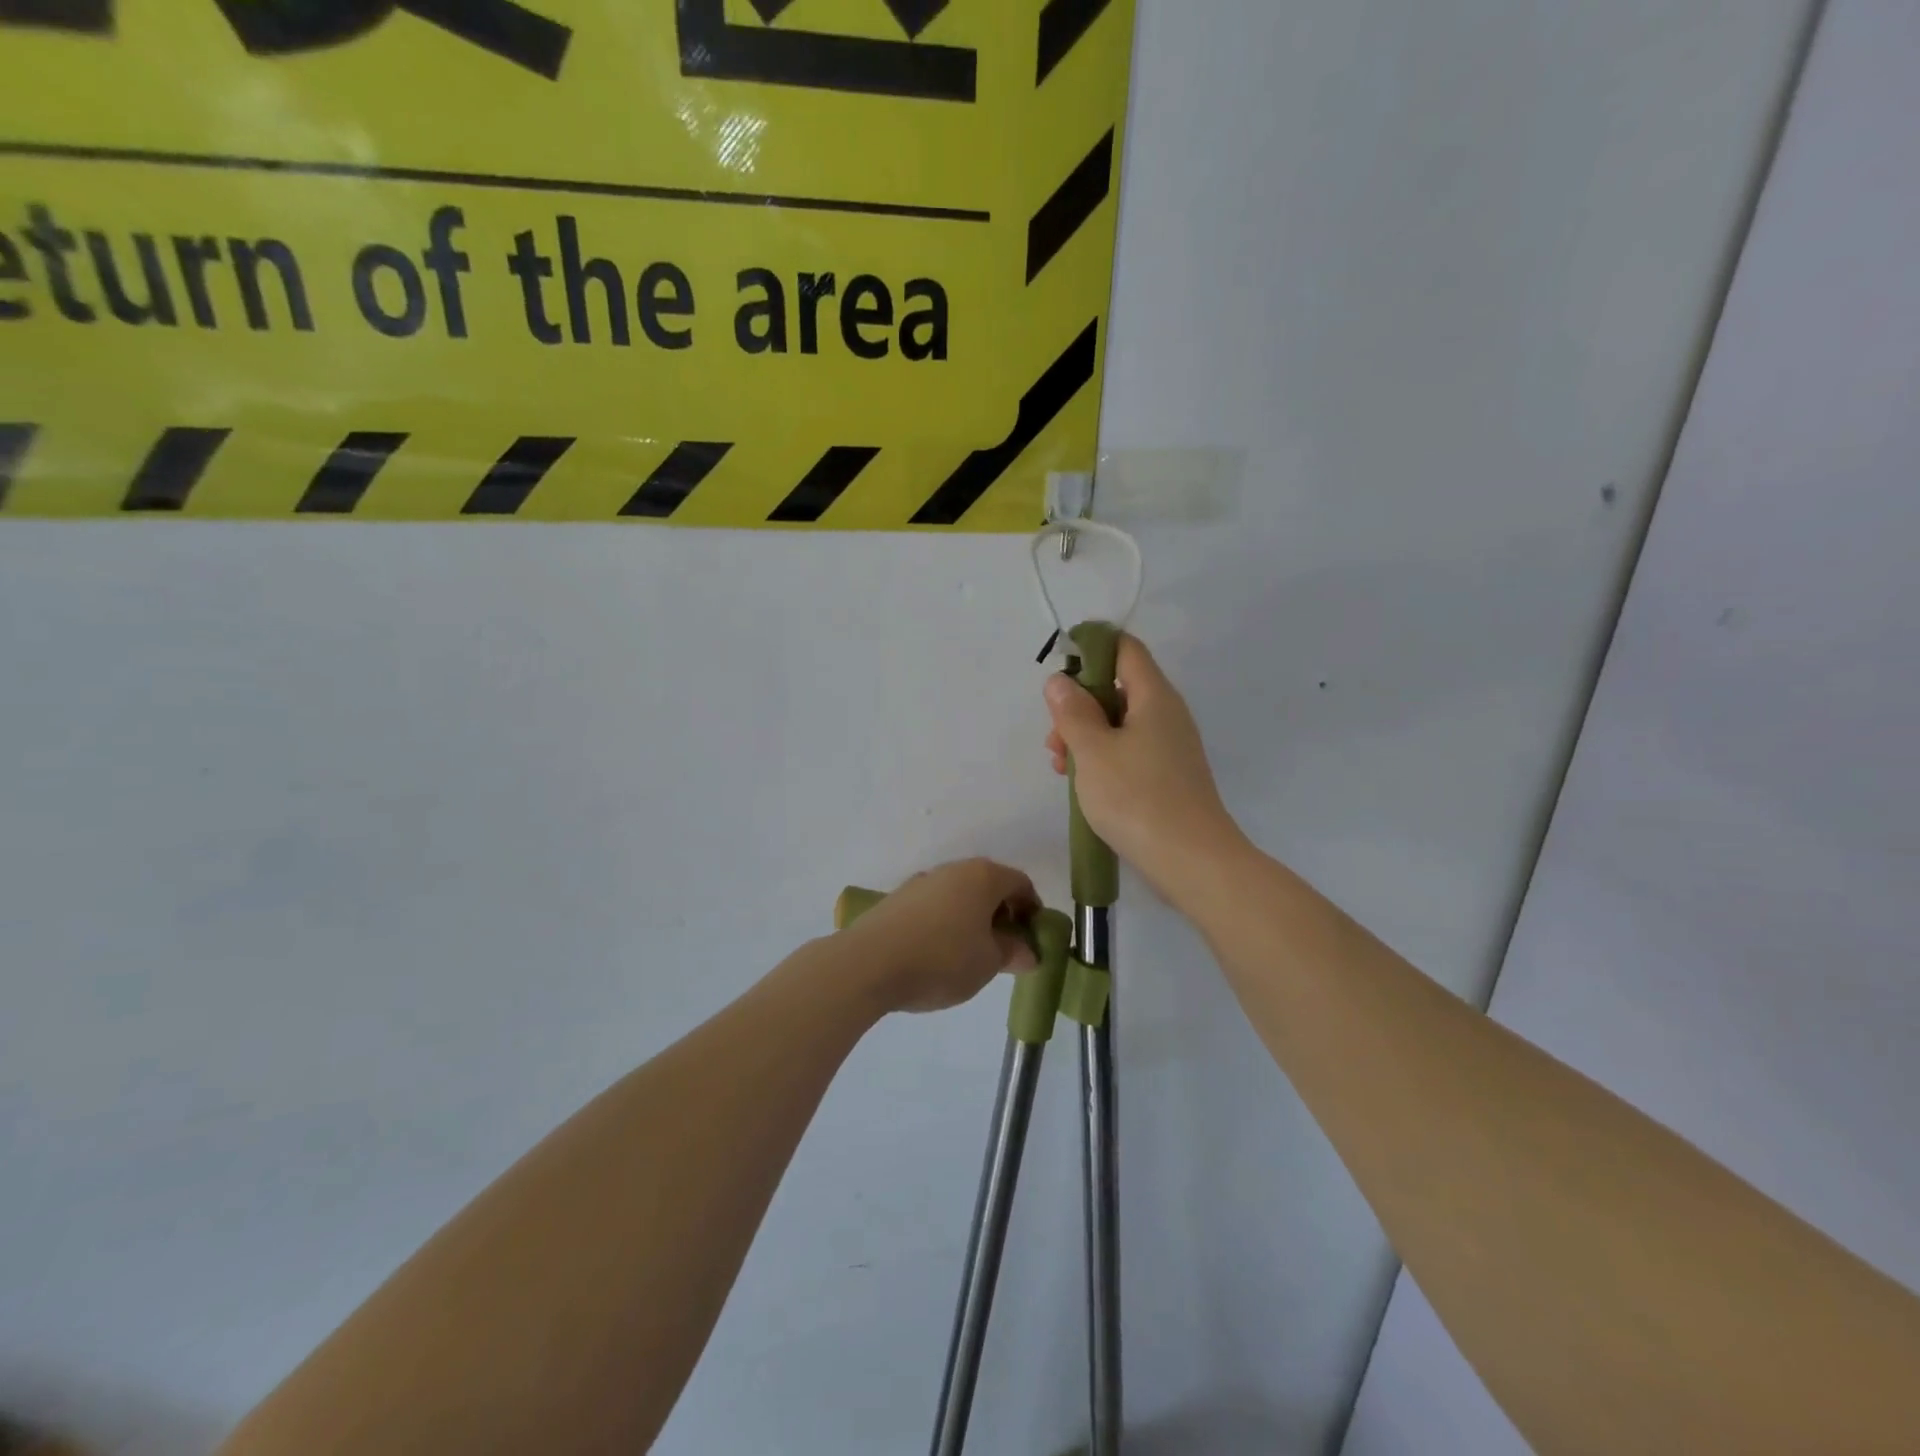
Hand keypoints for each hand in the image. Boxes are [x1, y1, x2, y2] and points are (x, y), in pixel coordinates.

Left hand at [844, 859, 1039, 1013]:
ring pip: (959, 896)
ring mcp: (921, 882)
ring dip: (972, 919)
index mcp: (982, 876)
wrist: (868, 963)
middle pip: (988, 886)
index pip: (1020, 883)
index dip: (1032, 910)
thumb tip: (1027, 951)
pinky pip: (934, 906)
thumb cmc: (942, 959)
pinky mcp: (897, 899)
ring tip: (970, 955)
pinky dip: (945, 923)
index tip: (1032, 939)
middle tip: (1005, 949)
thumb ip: (1013, 953)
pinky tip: (937, 953)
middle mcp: (953, 870)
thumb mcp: (988, 963)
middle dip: (1001, 915)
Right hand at [1044, 635, 1242, 902]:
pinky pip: (1129, 752)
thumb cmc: (1137, 798)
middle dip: (1078, 706)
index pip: (1124, 649)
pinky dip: (1103, 758)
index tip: (1059, 672)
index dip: (1091, 649)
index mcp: (1154, 696)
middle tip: (1054, 740)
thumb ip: (1073, 712)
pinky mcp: (1167, 776)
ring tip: (1061, 767)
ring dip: (1085, 737)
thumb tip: (1061, 680)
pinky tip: (1083, 784)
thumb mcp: (1093, 751)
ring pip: (1119, 724)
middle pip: (1117, 688)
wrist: (1192, 861)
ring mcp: (1170, 747)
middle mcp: (1166, 714)